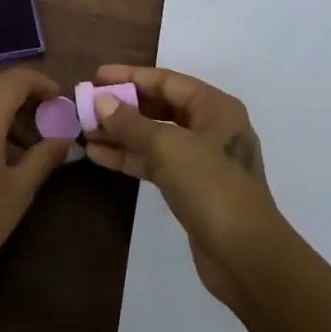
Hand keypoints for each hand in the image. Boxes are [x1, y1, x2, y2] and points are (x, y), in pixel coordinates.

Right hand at [84, 64, 284, 307]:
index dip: (130, 77)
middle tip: (87, 105)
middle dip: (123, 106)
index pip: (166, 81)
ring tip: (85, 131)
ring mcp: (201, 159)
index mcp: (215, 107)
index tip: (96, 76)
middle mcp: (210, 127)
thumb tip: (101, 101)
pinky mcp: (191, 187)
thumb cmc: (211, 186)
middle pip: (160, 107)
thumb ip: (131, 123)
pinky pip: (155, 162)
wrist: (245, 255)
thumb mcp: (168, 147)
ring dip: (121, 133)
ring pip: (154, 136)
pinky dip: (130, 157)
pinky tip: (99, 155)